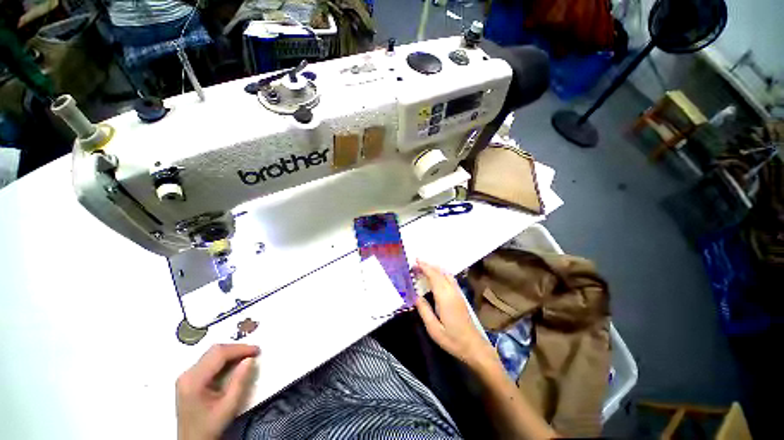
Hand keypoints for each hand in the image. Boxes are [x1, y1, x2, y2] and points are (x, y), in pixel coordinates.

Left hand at [176, 344, 259, 439]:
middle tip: (253, 352)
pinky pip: (209, 360)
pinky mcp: (189, 378)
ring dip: (231, 353)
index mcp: (194, 380)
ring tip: (246, 357)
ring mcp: (186, 375)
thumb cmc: (211, 426)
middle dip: (236, 349)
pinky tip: (234, 364)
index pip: (218, 354)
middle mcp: (187, 374)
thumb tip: (250, 359)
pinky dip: (224, 359)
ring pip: (212, 353)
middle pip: (214, 351)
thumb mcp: (229, 406)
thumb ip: (239, 381)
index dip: (240, 349)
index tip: (257, 350)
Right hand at [414, 260, 496, 370]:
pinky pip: (450, 279)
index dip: (424, 267)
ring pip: (446, 274)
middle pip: (440, 273)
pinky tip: (436, 277)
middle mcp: (452, 292)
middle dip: (428, 266)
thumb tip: (416, 296)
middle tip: (416, 264)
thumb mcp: (433, 329)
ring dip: (435, 268)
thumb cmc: (452, 339)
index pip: (434, 276)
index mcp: (445, 298)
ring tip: (424, 268)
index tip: (415, 261)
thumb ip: (424, 310)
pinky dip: (441, 273)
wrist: (474, 347)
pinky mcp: (460, 297)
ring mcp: (458, 293)